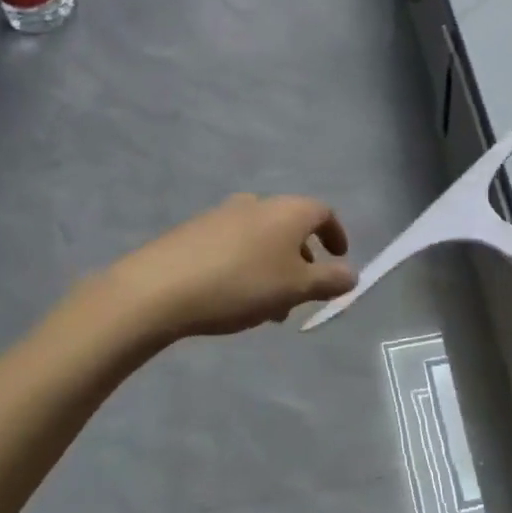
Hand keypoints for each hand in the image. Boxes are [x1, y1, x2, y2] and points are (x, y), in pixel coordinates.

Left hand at [109, 194, 357, 340]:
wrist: (159, 287)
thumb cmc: (241, 284)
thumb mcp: (295, 288)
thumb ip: (329, 281)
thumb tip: (352, 275)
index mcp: (287, 211)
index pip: (323, 213)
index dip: (336, 235)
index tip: (338, 259)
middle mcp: (257, 204)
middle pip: (290, 226)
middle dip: (302, 259)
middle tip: (302, 293)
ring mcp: (222, 214)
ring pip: (261, 239)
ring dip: (273, 268)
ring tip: (268, 308)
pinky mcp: (194, 231)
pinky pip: (234, 245)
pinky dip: (246, 267)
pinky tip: (234, 298)